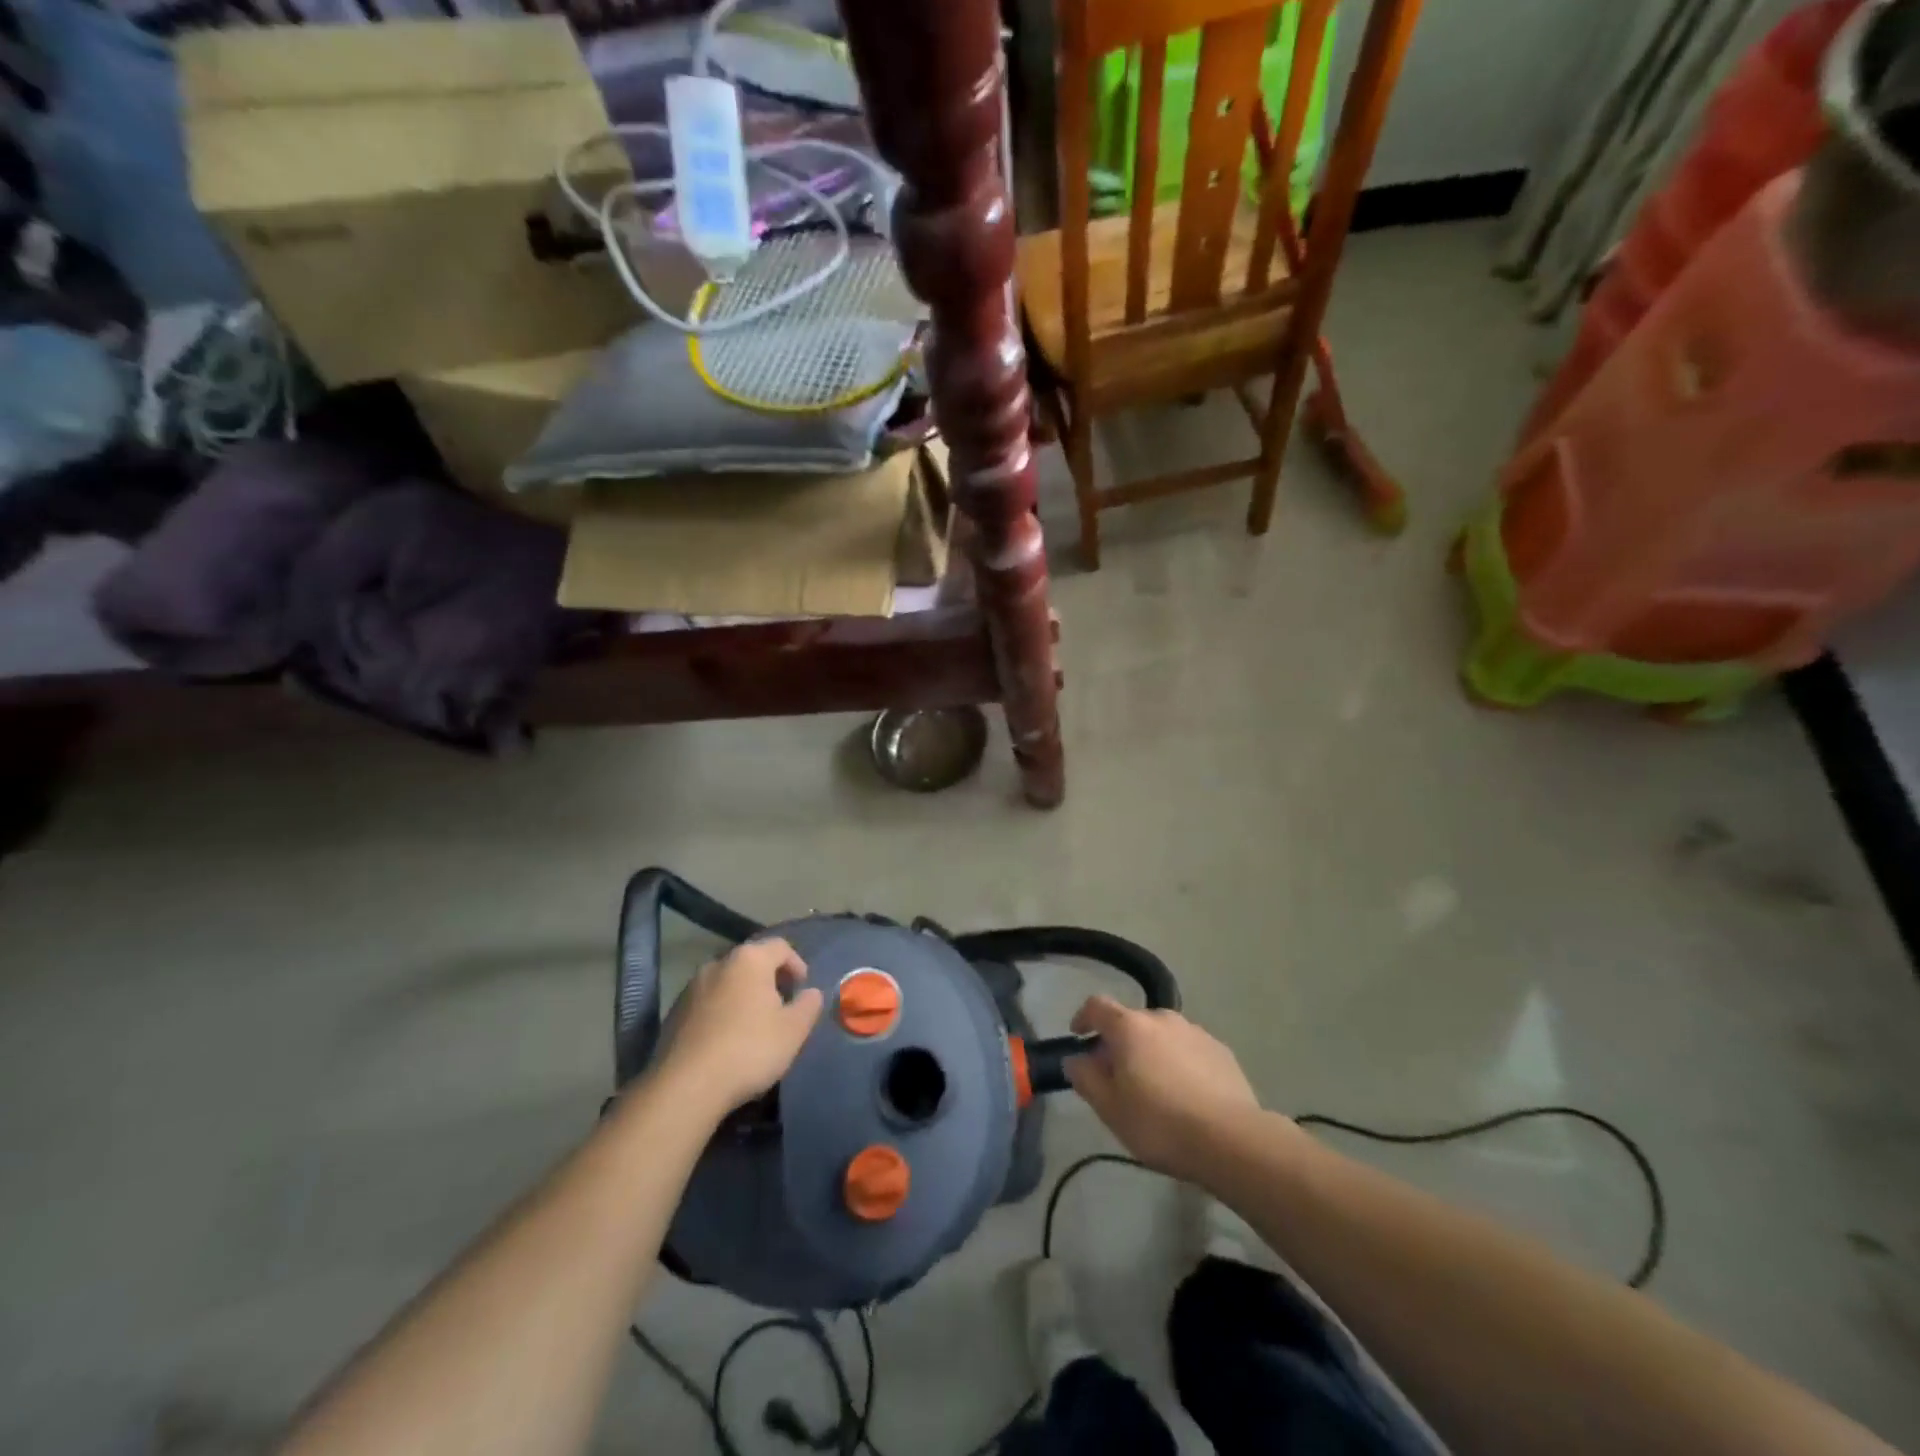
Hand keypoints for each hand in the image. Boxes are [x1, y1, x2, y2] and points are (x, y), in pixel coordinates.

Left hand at [658, 938, 822, 1117]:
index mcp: (749, 960)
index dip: (797, 964)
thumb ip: (808, 1005)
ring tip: (753, 1025)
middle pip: (751, 962)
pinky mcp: (674, 1012)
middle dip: (769, 980)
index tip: (802, 989)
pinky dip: (721, 1012)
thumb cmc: (749, 1049)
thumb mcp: (794, 1030)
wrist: (686, 1086)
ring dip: (743, 996)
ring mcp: (691, 987)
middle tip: (781, 1006)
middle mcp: (718, 963)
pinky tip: (726, 1041)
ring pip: (727, 982)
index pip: (780, 947)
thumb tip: (811, 993)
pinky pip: (707, 1003)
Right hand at [1066, 995, 1262, 1179]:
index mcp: (1129, 1027)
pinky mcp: (1221, 1050)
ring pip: (1161, 1035)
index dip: (1083, 1017)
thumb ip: (1086, 1078)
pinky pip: (1188, 1049)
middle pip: (1130, 1021)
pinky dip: (1178, 1062)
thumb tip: (1075, 1059)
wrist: (1232, 1140)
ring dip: (1150, 1051)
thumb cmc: (1160, 1123)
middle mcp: (1161, 1018)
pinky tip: (1185, 1093)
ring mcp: (1195, 1031)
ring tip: (1153, 1087)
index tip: (1079, 1036)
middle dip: (1118, 1042)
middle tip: (1116, 1076)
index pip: (1096, 1006)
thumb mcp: (1110, 1109)